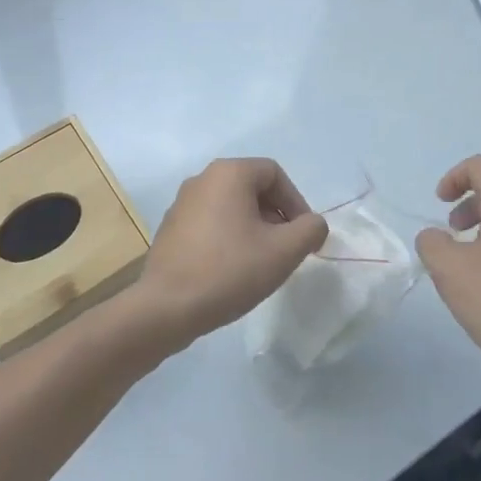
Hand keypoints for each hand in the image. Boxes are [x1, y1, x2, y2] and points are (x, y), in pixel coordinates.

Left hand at [130, 158, 328, 353]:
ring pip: (231, 206)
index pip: (274, 174)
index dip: (296, 202)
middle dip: (275, 216)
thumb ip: (310, 230)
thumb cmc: (229, 270)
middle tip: (286, 249)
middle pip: (252, 187)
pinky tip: (233, 269)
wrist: (166, 307)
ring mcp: (182, 203)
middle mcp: (202, 178)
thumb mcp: (283, 251)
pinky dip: (229, 237)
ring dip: (253, 227)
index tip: (304, 236)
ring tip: (262, 262)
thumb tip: (313, 224)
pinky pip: (211, 222)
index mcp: (229, 173)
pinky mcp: (171, 228)